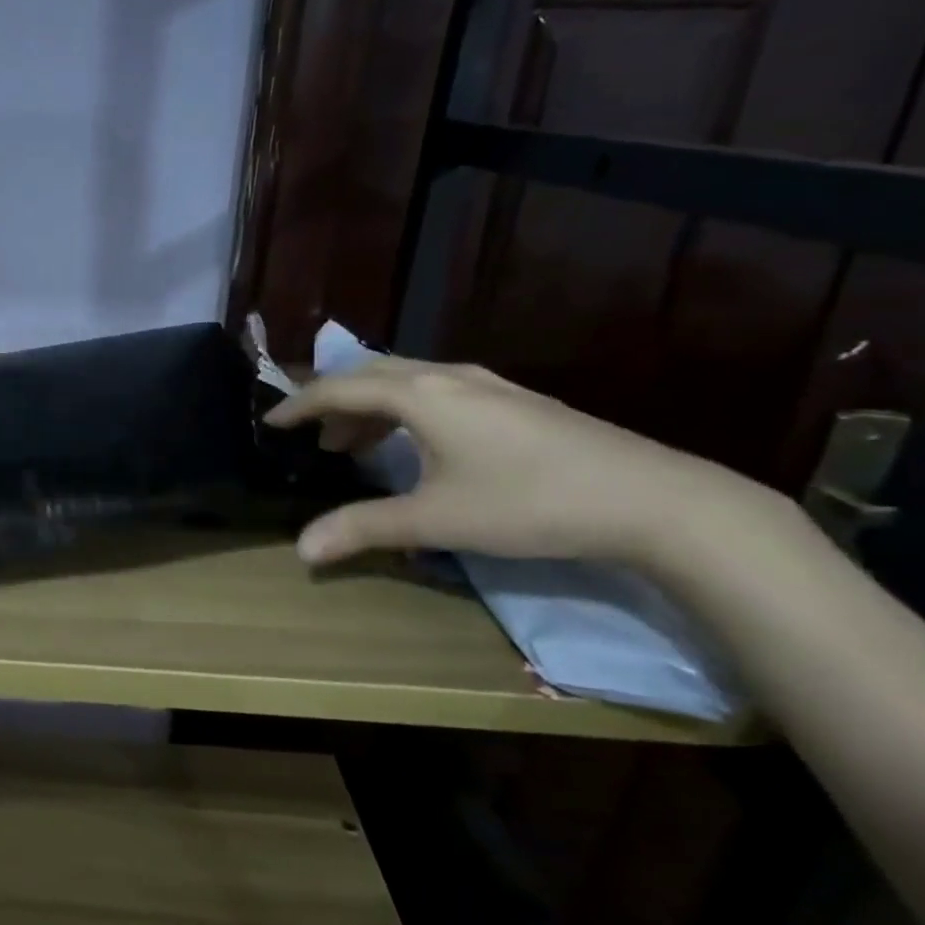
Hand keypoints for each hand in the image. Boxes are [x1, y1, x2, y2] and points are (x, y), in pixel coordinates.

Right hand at [264, 357, 767, 567]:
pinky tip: (419, 444)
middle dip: (334, 403)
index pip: (339, 389)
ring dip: (371, 408)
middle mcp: (447, 376)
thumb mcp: (437, 519)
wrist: (654, 500)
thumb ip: (364, 529)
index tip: (270, 422)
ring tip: (357, 446)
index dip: (299, 405)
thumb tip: (301, 549)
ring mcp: (487, 384)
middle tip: (314, 437)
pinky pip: (437, 390)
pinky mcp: (515, 400)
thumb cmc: (529, 502)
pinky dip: (406, 410)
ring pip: (407, 381)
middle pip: (371, 374)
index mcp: (419, 394)